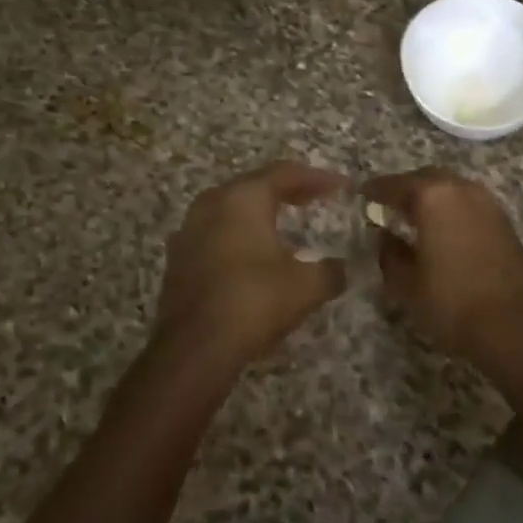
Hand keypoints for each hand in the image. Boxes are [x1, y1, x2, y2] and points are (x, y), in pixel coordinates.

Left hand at [152, 161, 349, 369]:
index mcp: (243, 198)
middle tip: (315, 198)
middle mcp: (212, 204)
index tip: (341, 186)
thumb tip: (343, 269)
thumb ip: (331, 271)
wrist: (193, 348)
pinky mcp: (179, 259)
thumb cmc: (254, 301)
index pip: (285, 173)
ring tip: (286, 223)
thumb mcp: (307, 287)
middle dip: (288, 190)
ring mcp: (189, 231)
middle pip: (255, 185)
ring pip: (232, 208)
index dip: (317, 177)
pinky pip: (217, 233)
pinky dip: (241, 234)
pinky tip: (256, 254)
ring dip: (261, 212)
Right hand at [362, 168, 522, 368]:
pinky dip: (452, 209)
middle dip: (406, 188)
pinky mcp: (503, 220)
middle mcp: (461, 189)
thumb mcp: (406, 283)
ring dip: (432, 197)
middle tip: (388, 205)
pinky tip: (444, 230)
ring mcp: (487, 202)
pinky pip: (469, 203)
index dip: (375, 190)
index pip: (394, 184)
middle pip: (426, 178)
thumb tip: (384, 236)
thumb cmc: (451, 302)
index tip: (362, 195)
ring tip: (415, 218)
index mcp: (432, 197)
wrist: (513, 325)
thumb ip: (389, 253)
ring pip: (451, 187)